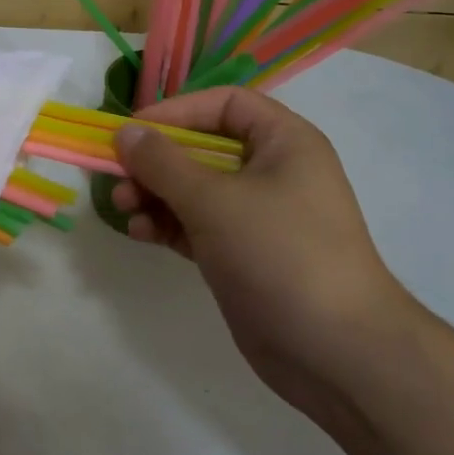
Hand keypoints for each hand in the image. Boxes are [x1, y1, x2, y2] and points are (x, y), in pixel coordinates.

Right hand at [112, 86, 424, 426]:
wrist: (335, 351)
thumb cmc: (280, 254)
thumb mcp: (215, 200)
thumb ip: (163, 163)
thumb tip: (125, 133)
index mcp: (283, 142)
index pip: (224, 103)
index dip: (177, 111)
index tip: (132, 130)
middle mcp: (272, 171)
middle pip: (203, 147)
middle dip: (157, 160)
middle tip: (118, 176)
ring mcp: (257, 216)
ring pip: (194, 189)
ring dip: (155, 194)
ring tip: (124, 208)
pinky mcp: (242, 254)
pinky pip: (196, 225)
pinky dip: (168, 224)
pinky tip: (141, 233)